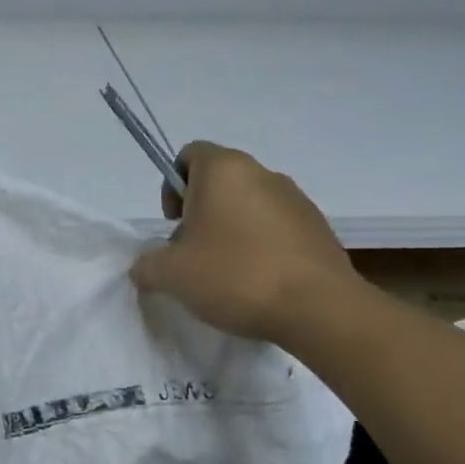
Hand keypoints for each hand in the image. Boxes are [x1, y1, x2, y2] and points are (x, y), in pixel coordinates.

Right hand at [130, 143, 360, 343]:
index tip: (173, 222)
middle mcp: (262, 174)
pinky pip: (276, 227)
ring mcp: (296, 200)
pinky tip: (257, 281)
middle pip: (219, 181)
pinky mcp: (318, 228)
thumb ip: (147, 265)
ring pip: (249, 204)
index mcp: (224, 171)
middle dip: (200, 212)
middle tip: (192, 252)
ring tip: (226, 272)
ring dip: (230, 229)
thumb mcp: (170, 275)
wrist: (319, 309)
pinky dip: (260, 245)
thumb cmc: (235, 276)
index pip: (189, 154)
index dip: (172, 185)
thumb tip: (145, 266)